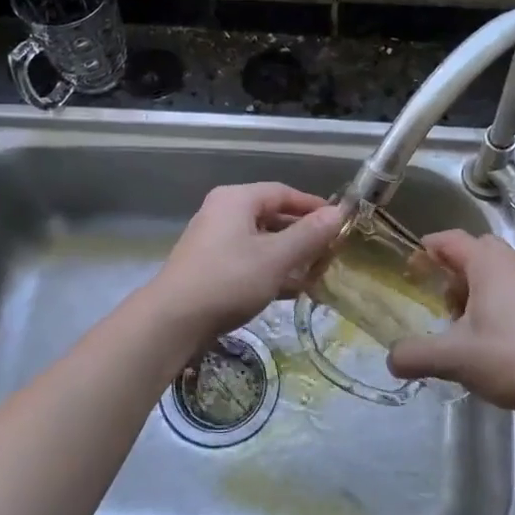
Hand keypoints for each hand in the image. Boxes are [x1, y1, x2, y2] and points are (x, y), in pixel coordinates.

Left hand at [153, 183, 344, 338]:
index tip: (341, 223)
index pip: (283, 193)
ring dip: (290, 256)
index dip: (314, 206)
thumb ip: (310, 234)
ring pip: (262, 242)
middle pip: (272, 217)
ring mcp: (214, 242)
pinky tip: (293, 290)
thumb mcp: (276, 257)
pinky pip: (250, 261)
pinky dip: (272, 271)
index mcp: (236, 199)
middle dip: (304, 235)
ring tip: (319, 274)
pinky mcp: (211, 268)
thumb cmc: (229, 280)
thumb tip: (340, 213)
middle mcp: (223, 213)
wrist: (173, 321)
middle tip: (332, 252)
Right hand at [387, 231, 514, 416]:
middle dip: (456, 269)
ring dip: (480, 287)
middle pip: (478, 251)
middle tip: (442, 298)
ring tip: (468, 322)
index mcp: (489, 264)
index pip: (452, 239)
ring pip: (501, 271)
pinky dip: (503, 302)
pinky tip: (498, 336)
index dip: (429, 248)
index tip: (413, 264)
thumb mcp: (452, 359)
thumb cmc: (508, 358)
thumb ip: (415, 355)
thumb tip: (392, 360)